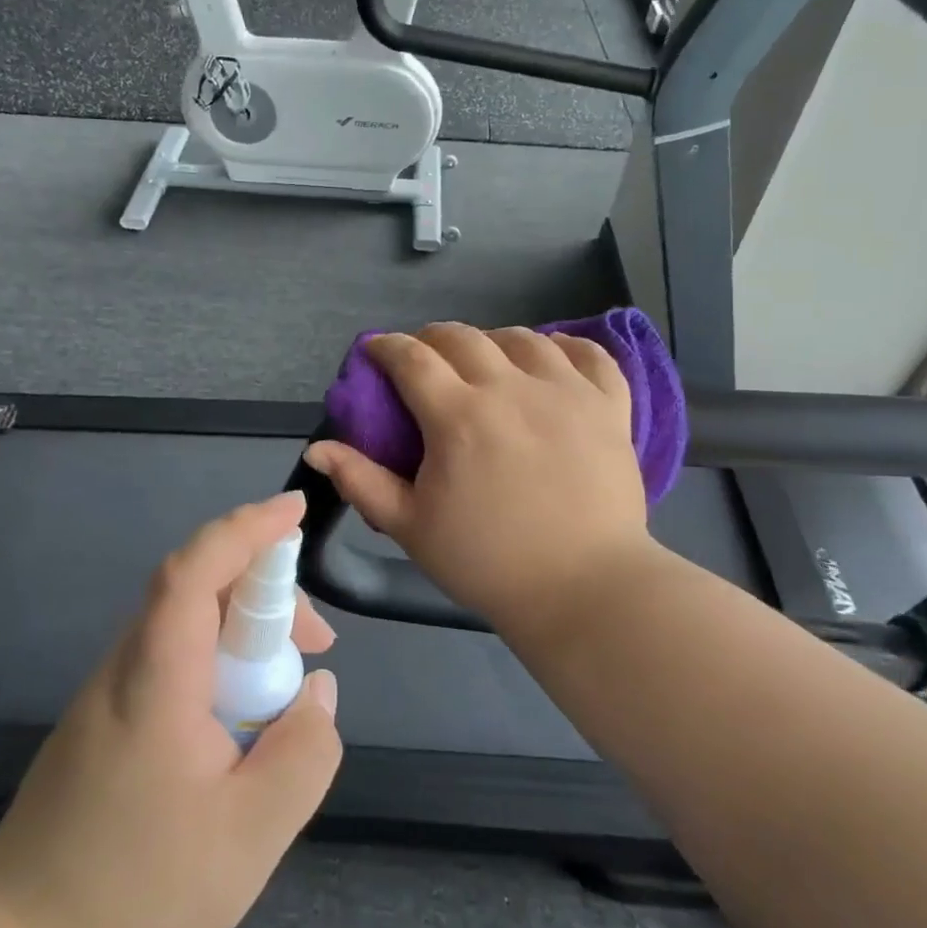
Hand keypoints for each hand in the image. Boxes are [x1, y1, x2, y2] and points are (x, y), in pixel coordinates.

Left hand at [0, 491, 340, 927]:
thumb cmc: (137, 890)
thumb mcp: (251, 835)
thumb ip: (303, 753)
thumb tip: (319, 691)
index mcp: (158, 675)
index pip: (197, 568)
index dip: (247, 528)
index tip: (295, 509)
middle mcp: (128, 663)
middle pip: (198, 585)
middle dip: (266, 588)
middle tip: (317, 643)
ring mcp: (112, 689)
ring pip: (187, 620)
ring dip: (246, 626)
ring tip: (290, 685)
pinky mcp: (109, 716)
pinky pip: (174, 655)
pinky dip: (221, 657)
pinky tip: (243, 715)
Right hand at [305, 322, 653, 634]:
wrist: (584, 590)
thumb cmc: (488, 562)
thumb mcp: (412, 527)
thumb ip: (361, 482)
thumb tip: (316, 448)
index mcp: (458, 417)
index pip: (412, 358)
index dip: (387, 347)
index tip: (376, 351)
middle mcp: (511, 388)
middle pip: (463, 337)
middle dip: (432, 339)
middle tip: (424, 360)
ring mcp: (566, 392)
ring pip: (523, 338)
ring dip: (493, 341)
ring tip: (486, 362)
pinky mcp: (609, 406)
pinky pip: (590, 354)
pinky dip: (567, 346)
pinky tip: (552, 357)